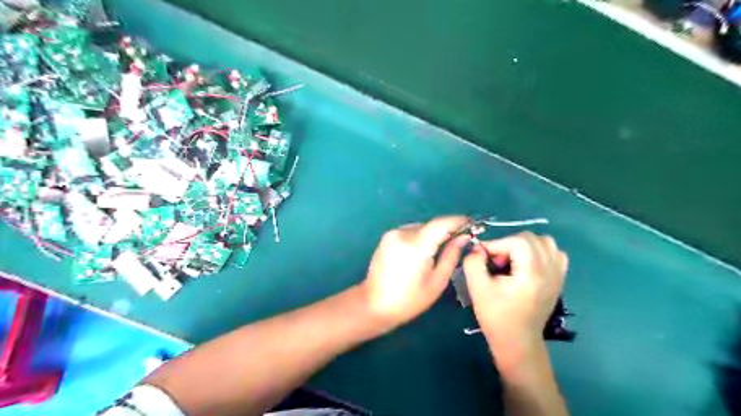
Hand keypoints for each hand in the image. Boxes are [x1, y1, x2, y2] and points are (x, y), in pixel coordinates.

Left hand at [363, 215, 470, 329]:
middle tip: (460, 241)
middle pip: (431, 225)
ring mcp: (392, 234)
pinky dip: (420, 238)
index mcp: (416, 245)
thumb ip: (451, 255)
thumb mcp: (436, 281)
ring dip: (433, 235)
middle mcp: (402, 233)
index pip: (441, 223)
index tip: (473, 224)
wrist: (374, 304)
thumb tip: (463, 237)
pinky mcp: (387, 237)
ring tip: (441, 250)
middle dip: (447, 230)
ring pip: (421, 228)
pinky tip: (423, 253)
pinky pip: (410, 232)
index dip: (459, 221)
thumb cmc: (409, 300)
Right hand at [461, 234, 569, 347]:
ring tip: (512, 261)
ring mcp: (558, 274)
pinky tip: (527, 265)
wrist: (518, 341)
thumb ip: (473, 262)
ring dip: (525, 245)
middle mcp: (550, 270)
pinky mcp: (559, 279)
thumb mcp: (477, 288)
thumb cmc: (497, 316)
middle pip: (531, 238)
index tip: (483, 257)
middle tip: (496, 262)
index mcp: (532, 273)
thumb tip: (477, 248)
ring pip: (545, 242)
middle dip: (509, 244)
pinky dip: (540, 252)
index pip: (517, 241)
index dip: (497, 244)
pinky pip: (554, 253)